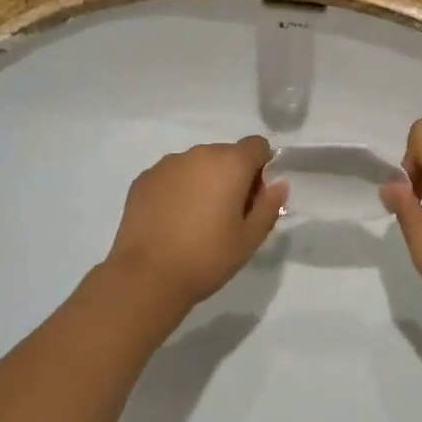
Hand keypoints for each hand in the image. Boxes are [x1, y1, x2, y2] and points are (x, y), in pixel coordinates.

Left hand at [104, 137, 288, 312]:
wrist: (147, 276)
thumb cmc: (207, 257)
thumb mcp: (250, 238)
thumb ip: (269, 206)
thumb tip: (278, 184)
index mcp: (230, 163)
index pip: (257, 145)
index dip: (261, 168)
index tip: (254, 198)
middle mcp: (198, 154)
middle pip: (225, 154)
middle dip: (232, 176)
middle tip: (227, 215)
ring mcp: (167, 164)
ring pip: (196, 164)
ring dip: (203, 181)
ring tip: (195, 220)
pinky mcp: (143, 179)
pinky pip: (171, 176)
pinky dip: (177, 189)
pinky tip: (171, 220)